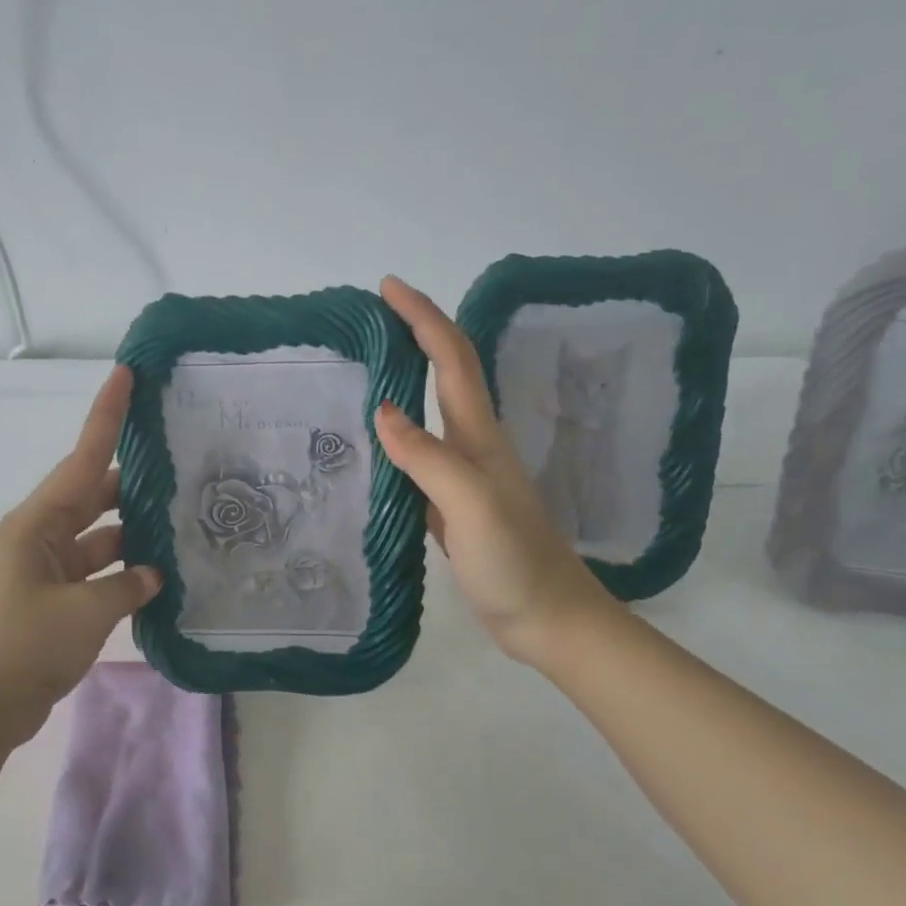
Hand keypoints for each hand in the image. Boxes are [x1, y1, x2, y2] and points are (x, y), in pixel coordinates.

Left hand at [0, 367, 161, 752]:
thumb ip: (127, 585)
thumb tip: (152, 574)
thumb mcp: (85, 613)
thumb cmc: (24, 648)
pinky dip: (125, 571)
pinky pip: (99, 571)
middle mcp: (41, 536)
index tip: (126, 375)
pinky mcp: (57, 599)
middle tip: (183, 463)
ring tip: (184, 523)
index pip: (82, 459)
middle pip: (95, 494)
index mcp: (37, 523)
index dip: (106, 416)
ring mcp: (48, 569)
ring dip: (135, 534)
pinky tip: (162, 574)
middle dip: (134, 480)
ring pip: (101, 535)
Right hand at [374, 276, 621, 666]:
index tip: (387, 288)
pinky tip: (368, 447)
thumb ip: (429, 458)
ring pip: (429, 415)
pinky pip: (416, 458)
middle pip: (444, 375)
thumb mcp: (472, 505)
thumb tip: (383, 409)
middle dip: (413, 336)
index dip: (423, 318)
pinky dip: (393, 439)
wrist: (547, 617)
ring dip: (402, 382)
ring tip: (357, 371)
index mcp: (479, 437)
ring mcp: (462, 477)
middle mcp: (471, 446)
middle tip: (366, 322)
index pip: (450, 360)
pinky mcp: (450, 506)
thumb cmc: (514, 561)